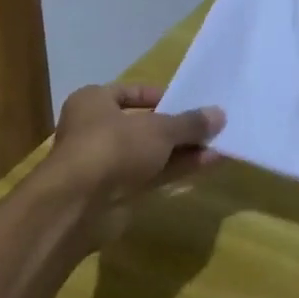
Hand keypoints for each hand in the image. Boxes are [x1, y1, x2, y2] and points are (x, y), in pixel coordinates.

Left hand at [42, 84, 225, 250]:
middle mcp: (96, 130)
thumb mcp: (158, 129)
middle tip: (210, 124)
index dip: (161, 95)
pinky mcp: (117, 192)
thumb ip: (189, 123)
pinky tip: (208, 163)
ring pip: (151, 152)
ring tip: (219, 144)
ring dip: (183, 149)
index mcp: (94, 102)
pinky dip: (178, 168)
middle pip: (144, 125)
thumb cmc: (113, 147)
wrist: (79, 206)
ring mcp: (106, 163)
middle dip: (178, 127)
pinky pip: (153, 174)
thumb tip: (220, 114)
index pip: (130, 92)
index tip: (189, 101)